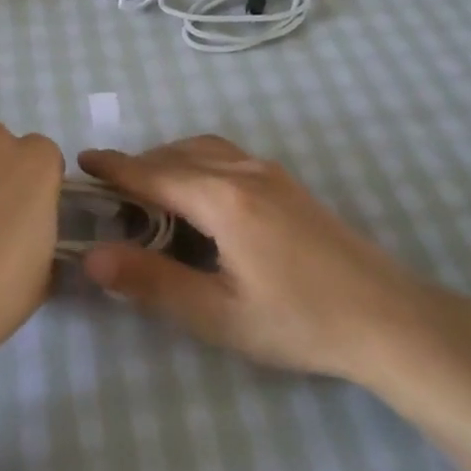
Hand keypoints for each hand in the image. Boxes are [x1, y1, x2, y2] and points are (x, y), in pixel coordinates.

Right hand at [79, 137, 431, 380]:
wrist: (389, 318)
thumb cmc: (299, 321)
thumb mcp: (218, 314)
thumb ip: (152, 282)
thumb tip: (93, 257)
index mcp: (223, 199)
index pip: (154, 173)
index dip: (115, 167)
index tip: (82, 160)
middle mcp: (244, 173)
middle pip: (178, 155)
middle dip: (139, 166)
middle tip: (110, 194)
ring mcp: (272, 175)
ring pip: (206, 149)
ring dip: (170, 160)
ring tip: (150, 191)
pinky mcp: (290, 186)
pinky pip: (229, 156)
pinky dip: (199, 162)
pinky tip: (201, 195)